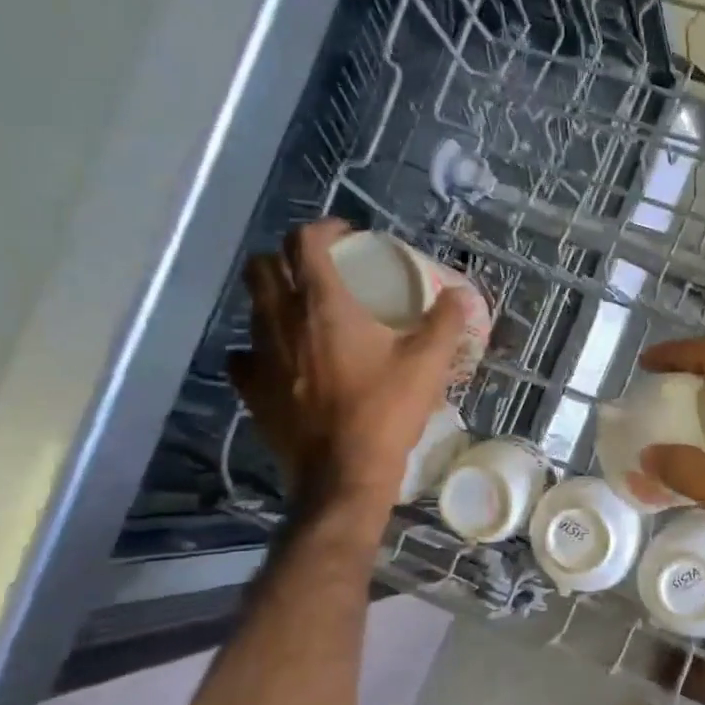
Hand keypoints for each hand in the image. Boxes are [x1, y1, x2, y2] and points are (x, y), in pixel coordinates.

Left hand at [227, 220, 466, 513]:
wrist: (343, 475)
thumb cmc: (386, 413)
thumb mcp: (428, 364)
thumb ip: (445, 322)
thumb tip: (460, 294)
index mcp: (322, 304)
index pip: (304, 241)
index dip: (324, 229)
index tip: (347, 237)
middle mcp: (281, 320)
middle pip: (262, 266)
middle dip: (287, 258)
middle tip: (317, 271)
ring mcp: (259, 356)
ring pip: (251, 308)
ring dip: (273, 300)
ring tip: (302, 315)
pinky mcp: (250, 390)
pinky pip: (244, 355)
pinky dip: (259, 348)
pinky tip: (280, 360)